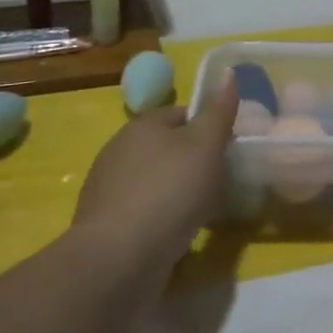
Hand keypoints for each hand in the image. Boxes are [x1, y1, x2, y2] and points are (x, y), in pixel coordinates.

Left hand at [75, 79, 238, 269]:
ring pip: (154, 180)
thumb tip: (228, 72)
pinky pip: (141, 211)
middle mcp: (119, 148)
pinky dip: (159, 218)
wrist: (118, 259)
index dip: (209, 129)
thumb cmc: (169, 192)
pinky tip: (175, 235)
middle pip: (167, 147)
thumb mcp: (206, 146)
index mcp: (143, 124)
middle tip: (220, 183)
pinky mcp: (104, 223)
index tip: (228, 152)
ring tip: (201, 213)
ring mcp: (107, 187)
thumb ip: (219, 112)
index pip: (183, 114)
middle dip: (192, 162)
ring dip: (175, 192)